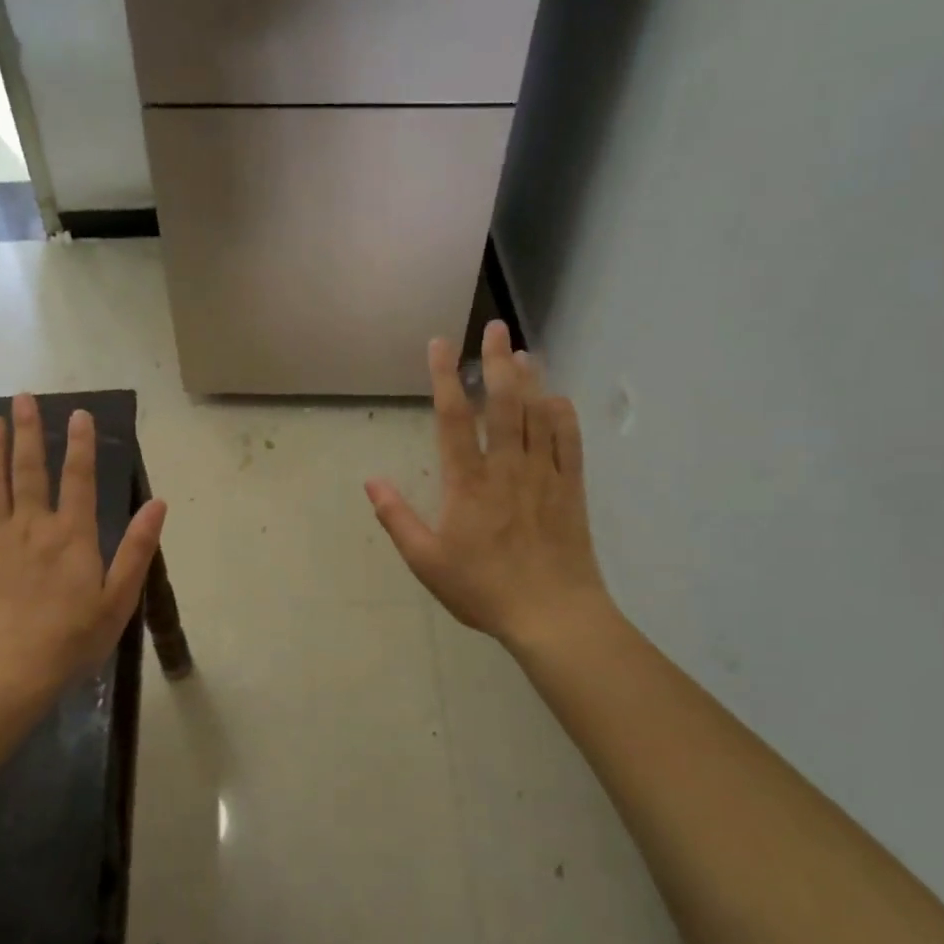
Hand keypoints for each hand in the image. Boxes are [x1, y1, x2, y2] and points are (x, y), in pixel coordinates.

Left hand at [0, 396, 166, 697]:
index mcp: (72, 534)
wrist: (11, 671)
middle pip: (29, 469)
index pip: (79, 478)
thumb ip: (138, 548)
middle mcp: (33, 526)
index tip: (79, 413)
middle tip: (23, 398)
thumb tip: (158, 504)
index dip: (81, 444)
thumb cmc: (73, 638)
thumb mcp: (119, 598)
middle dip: (27, 431)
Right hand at [366, 322, 609, 652]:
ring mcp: (544, 475)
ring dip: (530, 380)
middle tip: (496, 328)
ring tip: (523, 352)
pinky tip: (557, 399)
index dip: (445, 377)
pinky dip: (563, 416)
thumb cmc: (483, 589)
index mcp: (468, 483)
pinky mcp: (571, 489)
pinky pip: (570, 443)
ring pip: (538, 415)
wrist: (553, 615)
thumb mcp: (426, 561)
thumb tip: (371, 480)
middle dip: (498, 361)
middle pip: (504, 403)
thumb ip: (397, 518)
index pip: (454, 418)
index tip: (440, 345)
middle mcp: (507, 468)